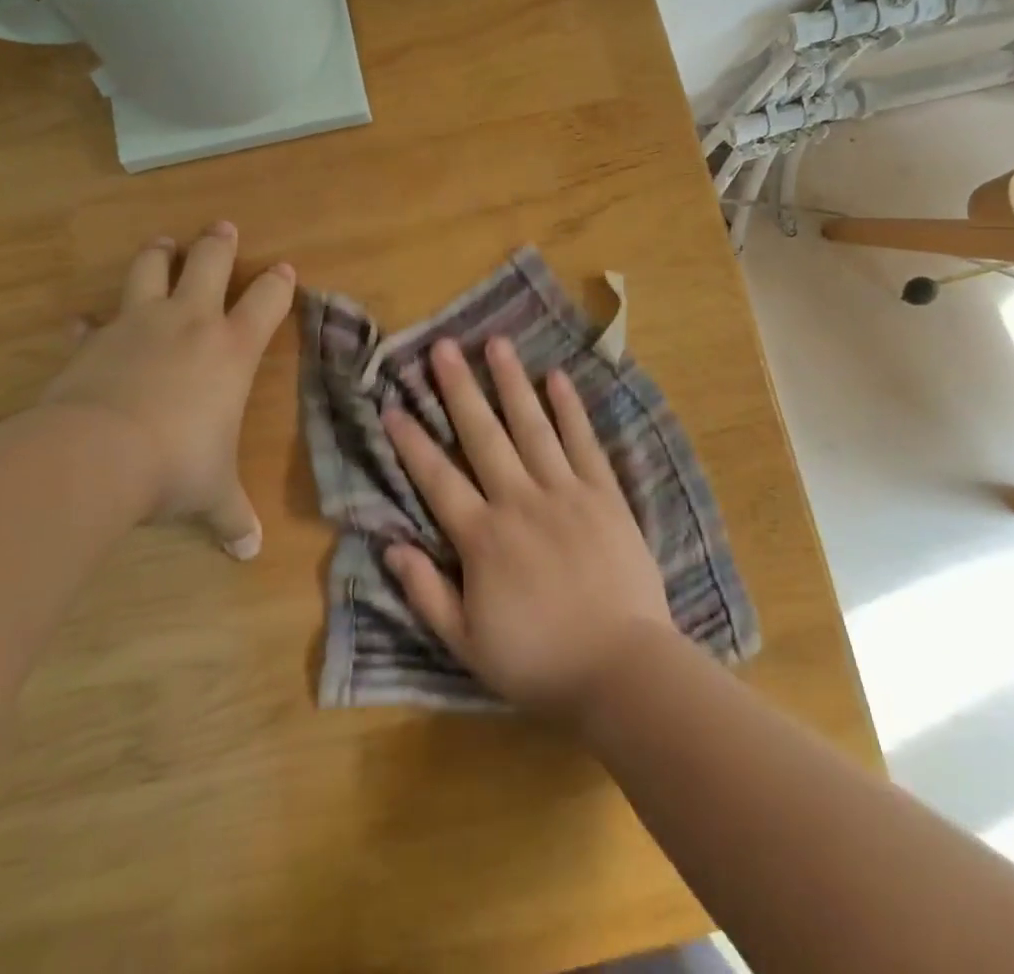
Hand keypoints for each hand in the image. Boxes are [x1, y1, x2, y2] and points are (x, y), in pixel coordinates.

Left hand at [42, 223, 293, 557]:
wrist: (97, 454)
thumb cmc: (176, 465)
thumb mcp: (212, 495)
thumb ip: (232, 517)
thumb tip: (250, 552)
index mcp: (232, 349)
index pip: (267, 301)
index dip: (279, 284)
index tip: (285, 270)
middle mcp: (191, 323)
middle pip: (210, 262)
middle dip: (219, 243)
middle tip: (223, 227)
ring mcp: (139, 324)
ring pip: (152, 270)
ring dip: (160, 254)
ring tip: (164, 244)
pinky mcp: (95, 340)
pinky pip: (95, 322)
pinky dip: (93, 321)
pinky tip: (86, 323)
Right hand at [382, 336, 673, 717]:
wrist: (622, 670)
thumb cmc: (539, 661)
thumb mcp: (467, 644)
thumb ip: (426, 593)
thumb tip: (390, 546)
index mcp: (483, 538)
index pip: (437, 479)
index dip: (412, 442)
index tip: (392, 406)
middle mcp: (520, 501)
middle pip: (483, 435)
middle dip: (459, 388)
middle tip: (442, 347)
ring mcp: (566, 493)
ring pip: (532, 426)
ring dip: (512, 382)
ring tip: (496, 343)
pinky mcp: (604, 496)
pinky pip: (584, 443)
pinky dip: (570, 409)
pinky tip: (557, 378)